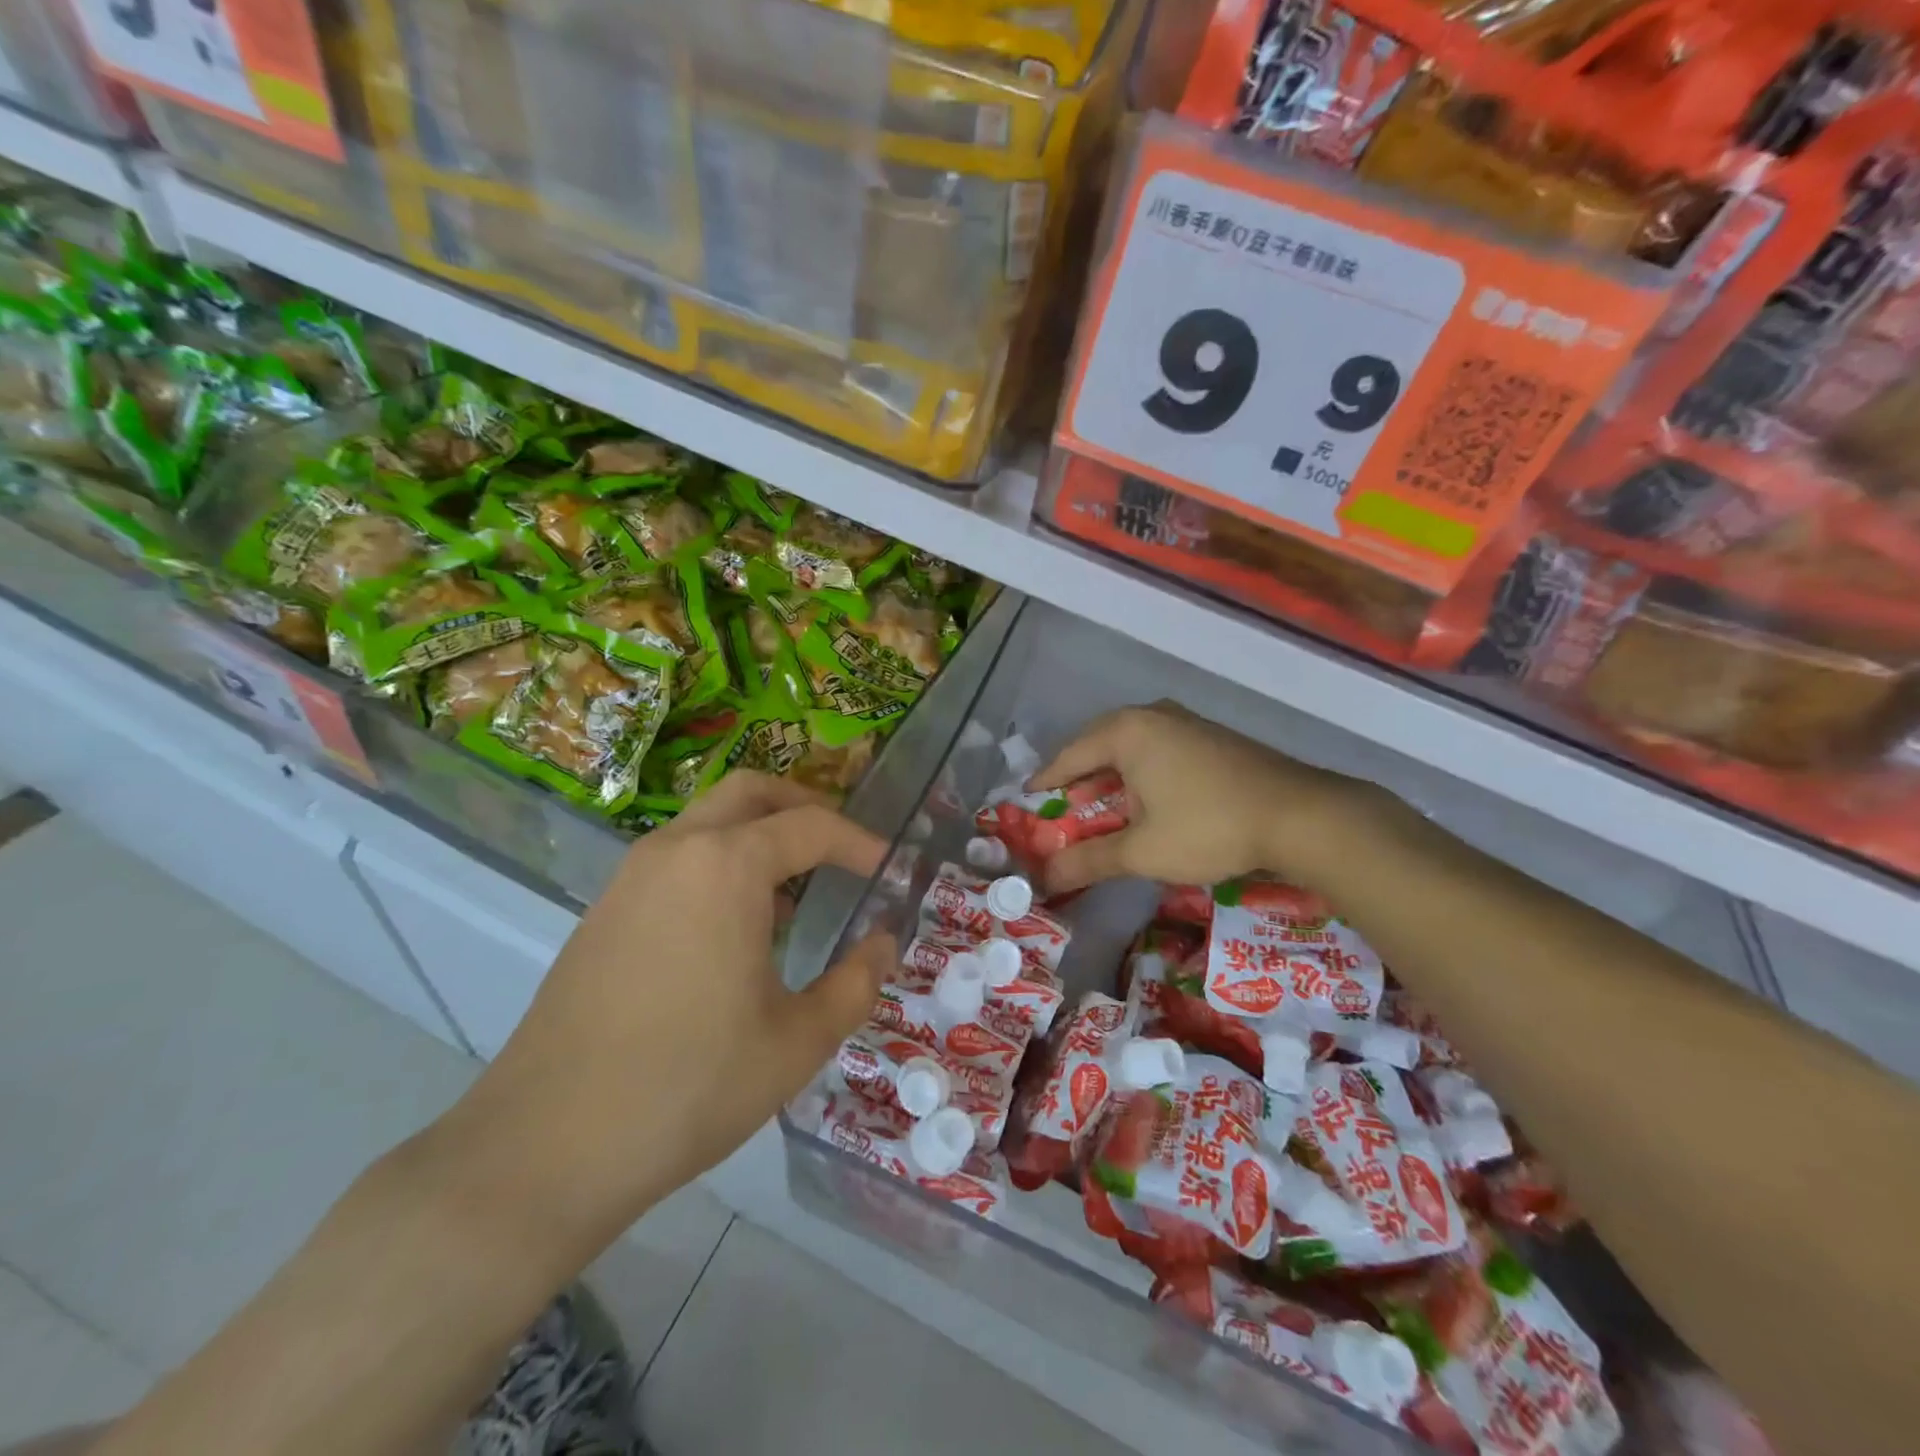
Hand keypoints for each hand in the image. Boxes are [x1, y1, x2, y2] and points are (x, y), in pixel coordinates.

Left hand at [440, 773, 893, 1265]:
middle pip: (751, 791)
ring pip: (708, 819)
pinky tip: (734, 926)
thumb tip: (883, 944)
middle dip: (804, 806)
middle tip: (840, 846)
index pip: (811, 826)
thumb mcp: (797, 1042)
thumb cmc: (690, 1086)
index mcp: (727, 865)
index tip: (890, 867)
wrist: (546, 1146)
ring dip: (758, 832)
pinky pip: (677, 856)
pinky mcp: (605, 909)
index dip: (860, 842)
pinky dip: (720, 860)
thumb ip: (856, 983)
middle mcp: (676, 849)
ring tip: (795, 889)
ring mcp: (631, 876)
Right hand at [1030, 701, 1393, 896]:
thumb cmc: (1208, 826)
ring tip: (1098, 803)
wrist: (1299, 815)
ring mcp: (1186, 722)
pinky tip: (1146, 798)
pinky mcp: (1211, 737)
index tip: (1027, 798)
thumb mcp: (1142, 851)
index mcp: (1127, 732)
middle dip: (1078, 775)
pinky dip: (1140, 771)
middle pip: (1099, 744)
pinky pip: (1158, 748)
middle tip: (1061, 803)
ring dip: (1111, 774)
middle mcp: (1152, 716)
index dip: (1047, 780)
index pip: (1070, 755)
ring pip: (1131, 745)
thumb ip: (1089, 861)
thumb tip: (1045, 878)